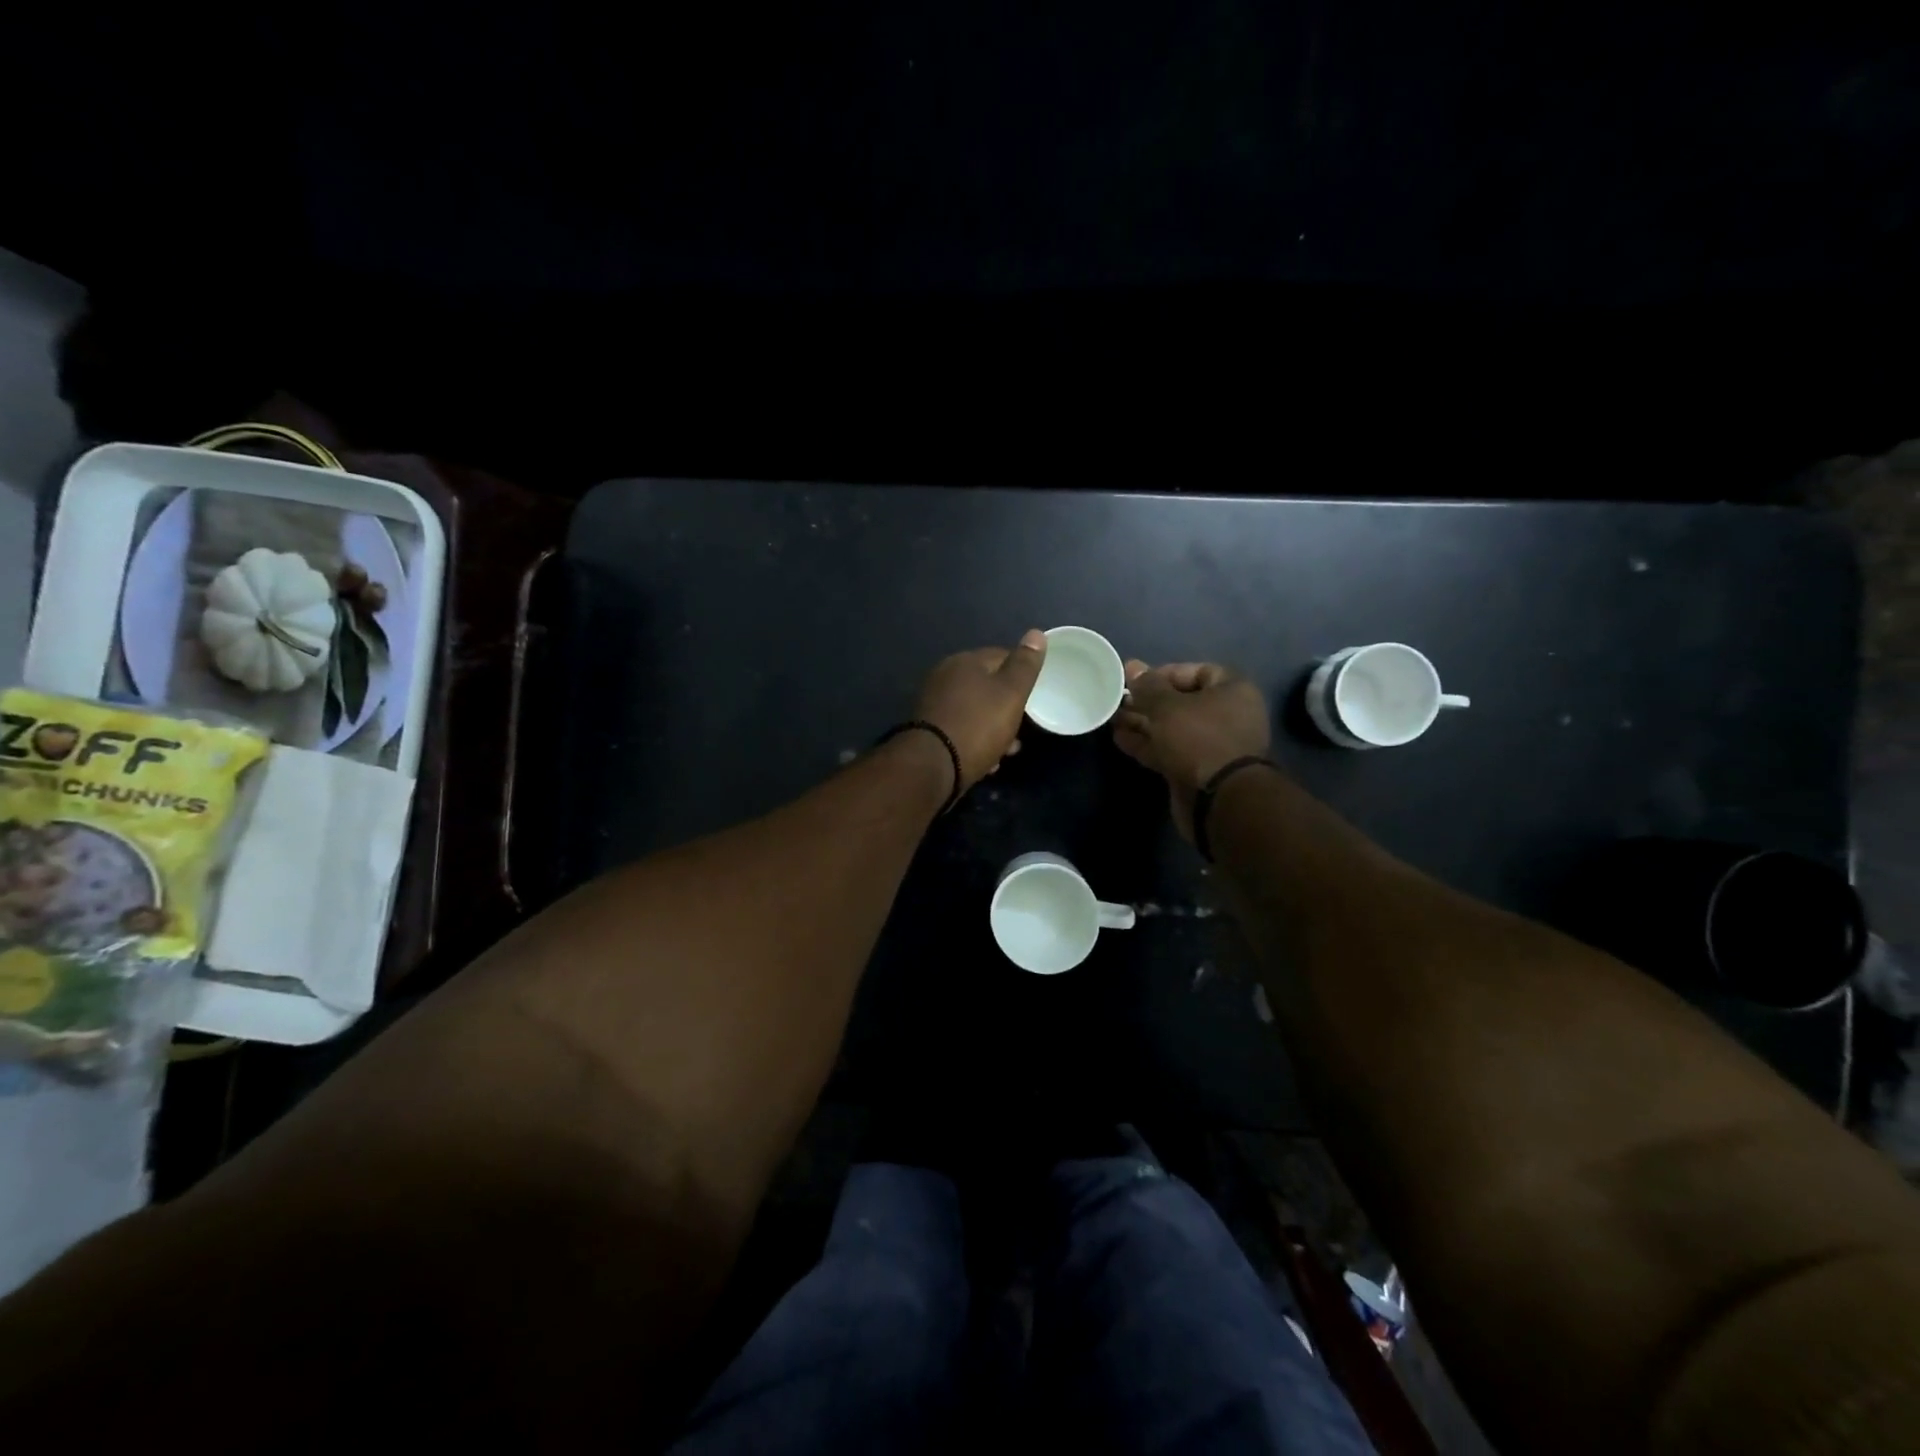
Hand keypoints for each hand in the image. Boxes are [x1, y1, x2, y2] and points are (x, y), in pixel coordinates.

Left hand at [913, 631, 1047, 791]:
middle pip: (986, 686)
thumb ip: (1025, 665)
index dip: (1022, 674)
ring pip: (975, 710)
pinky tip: (987, 760)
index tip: (1036, 695)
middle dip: (1007, 707)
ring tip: (1009, 750)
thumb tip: (1036, 633)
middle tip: (1022, 728)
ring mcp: (933, 704)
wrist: (932, 766)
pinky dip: (976, 740)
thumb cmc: (978, 725)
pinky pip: (961, 729)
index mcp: (964, 661)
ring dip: (994, 728)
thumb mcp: (1011, 693)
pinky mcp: (929, 730)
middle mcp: (945, 677)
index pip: (1001, 656)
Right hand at [1113, 660, 1271, 839]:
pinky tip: (1119, 739)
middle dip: (1148, 701)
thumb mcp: (1167, 707)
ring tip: (1112, 718)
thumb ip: (1148, 687)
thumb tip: (1132, 666)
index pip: (1198, 671)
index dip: (1165, 673)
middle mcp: (1226, 715)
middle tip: (1118, 700)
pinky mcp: (1197, 770)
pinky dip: (1147, 744)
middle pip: (1182, 701)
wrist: (1218, 800)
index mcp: (1232, 691)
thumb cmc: (1198, 739)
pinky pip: (1169, 750)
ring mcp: (1211, 745)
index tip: (1138, 681)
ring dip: (1143, 723)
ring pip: (1172, 728)